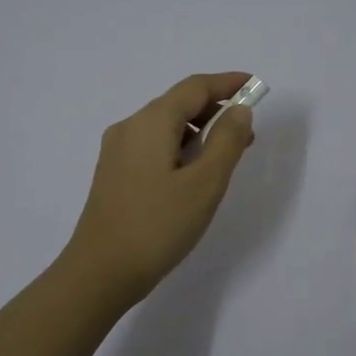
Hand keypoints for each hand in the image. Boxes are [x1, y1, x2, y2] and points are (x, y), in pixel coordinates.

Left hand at [61, 72, 256, 306]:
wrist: (100, 272)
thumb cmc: (158, 225)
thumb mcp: (205, 183)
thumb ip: (227, 141)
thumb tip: (238, 110)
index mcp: (150, 122)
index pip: (195, 87)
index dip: (227, 83)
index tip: (255, 86)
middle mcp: (129, 128)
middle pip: (177, 104)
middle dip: (215, 110)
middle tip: (247, 133)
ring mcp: (117, 152)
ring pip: (165, 127)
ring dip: (199, 132)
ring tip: (226, 157)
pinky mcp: (114, 175)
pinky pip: (153, 147)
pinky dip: (180, 149)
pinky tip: (194, 174)